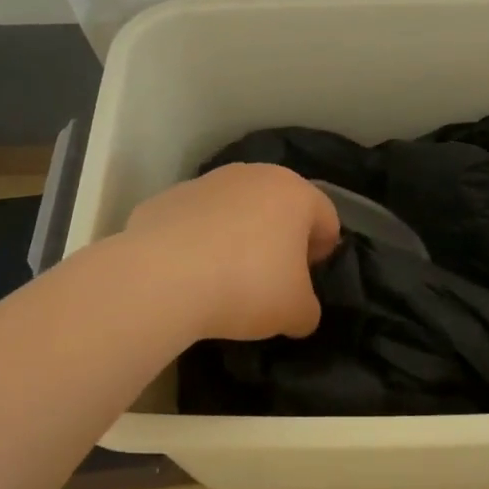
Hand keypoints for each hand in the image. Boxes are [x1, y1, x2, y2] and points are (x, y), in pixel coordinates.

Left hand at [123, 164, 340, 342]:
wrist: (162, 278)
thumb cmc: (247, 285)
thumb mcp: (296, 313)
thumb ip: (308, 309)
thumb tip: (299, 311)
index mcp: (295, 193)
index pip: (326, 218)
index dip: (323, 252)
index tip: (306, 281)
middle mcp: (254, 175)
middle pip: (279, 206)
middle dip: (280, 239)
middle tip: (271, 279)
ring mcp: (206, 182)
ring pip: (235, 209)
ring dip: (238, 236)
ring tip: (225, 277)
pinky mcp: (167, 197)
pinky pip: (196, 221)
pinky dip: (198, 241)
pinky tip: (190, 273)